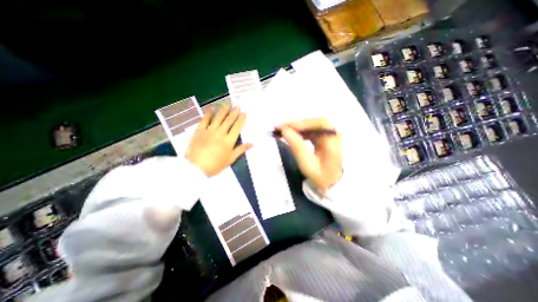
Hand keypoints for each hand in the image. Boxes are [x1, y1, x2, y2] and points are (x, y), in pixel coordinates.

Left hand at [186, 104, 251, 176]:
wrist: (196, 167)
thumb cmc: (216, 164)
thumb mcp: (231, 159)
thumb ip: (241, 149)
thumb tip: (252, 143)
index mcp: (229, 140)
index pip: (237, 127)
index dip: (241, 120)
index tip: (244, 113)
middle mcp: (220, 133)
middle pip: (229, 120)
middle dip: (234, 112)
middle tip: (237, 106)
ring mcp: (209, 130)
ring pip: (218, 118)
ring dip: (224, 110)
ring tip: (228, 104)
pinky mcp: (199, 130)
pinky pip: (205, 119)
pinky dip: (208, 113)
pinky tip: (212, 108)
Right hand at [277, 117, 338, 190]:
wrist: (331, 181)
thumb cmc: (320, 175)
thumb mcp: (307, 163)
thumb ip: (296, 146)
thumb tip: (284, 130)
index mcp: (333, 141)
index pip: (319, 123)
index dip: (302, 123)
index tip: (285, 127)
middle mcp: (333, 134)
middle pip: (314, 122)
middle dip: (296, 124)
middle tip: (280, 128)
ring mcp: (329, 134)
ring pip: (311, 125)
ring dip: (296, 127)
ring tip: (282, 131)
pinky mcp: (324, 136)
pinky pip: (310, 129)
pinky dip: (300, 131)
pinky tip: (291, 134)